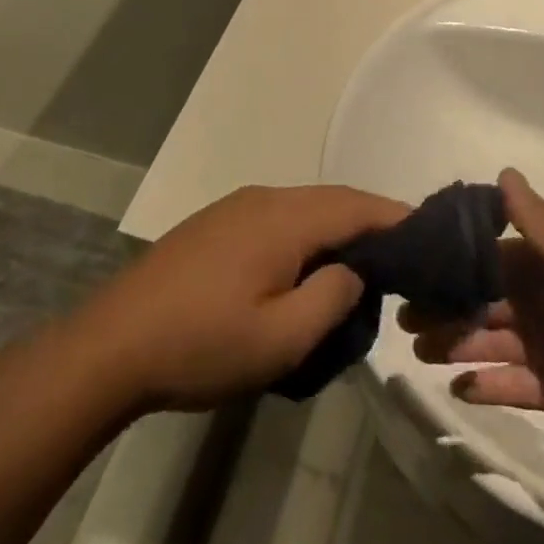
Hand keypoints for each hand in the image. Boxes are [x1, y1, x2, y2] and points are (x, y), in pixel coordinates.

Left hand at [75, 184, 407, 413]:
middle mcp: (264, 199)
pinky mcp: (215, 226)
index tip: (433, 240)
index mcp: (285, 218)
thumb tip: (354, 270)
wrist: (111, 345)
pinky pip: (278, 221)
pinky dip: (307, 238)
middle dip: (372, 224)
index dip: (399, 219)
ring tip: (362, 271)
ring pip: (305, 210)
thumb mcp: (281, 338)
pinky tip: (306, 271)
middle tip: (405, 261)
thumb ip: (333, 298)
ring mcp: (235, 209)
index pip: (359, 205)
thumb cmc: (201, 344)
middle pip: (333, 201)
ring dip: (337, 233)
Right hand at [402, 170, 543, 461]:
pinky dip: (487, 386)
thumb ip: (535, 219)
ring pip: (492, 342)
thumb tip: (503, 170)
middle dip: (447, 307)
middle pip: (485, 301)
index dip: (456, 262)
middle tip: (404, 317)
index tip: (415, 268)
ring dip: (457, 345)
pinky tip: (458, 388)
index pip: (492, 258)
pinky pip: (513, 386)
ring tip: (421, 351)